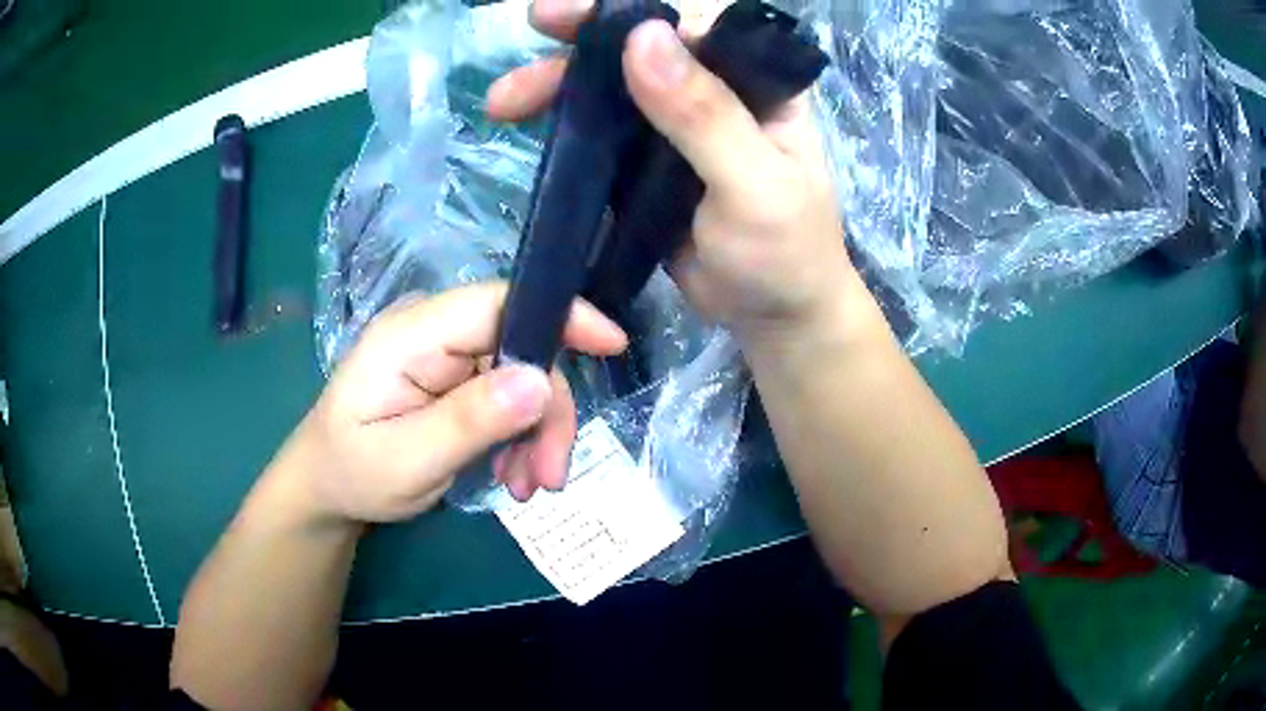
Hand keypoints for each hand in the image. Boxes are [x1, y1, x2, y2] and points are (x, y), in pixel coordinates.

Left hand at [272, 284, 627, 524]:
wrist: (327, 490)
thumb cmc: (353, 474)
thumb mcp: (407, 460)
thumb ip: (468, 420)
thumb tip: (540, 380)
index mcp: (410, 336)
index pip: (495, 303)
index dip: (558, 315)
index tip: (612, 344)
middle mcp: (432, 334)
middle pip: (520, 349)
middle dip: (546, 413)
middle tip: (550, 477)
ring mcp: (444, 358)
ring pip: (522, 379)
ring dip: (537, 434)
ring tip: (527, 487)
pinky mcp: (454, 382)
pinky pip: (508, 399)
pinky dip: (521, 439)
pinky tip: (513, 476)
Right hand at [487, 0, 859, 346]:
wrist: (774, 319)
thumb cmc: (785, 255)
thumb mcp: (755, 187)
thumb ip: (705, 115)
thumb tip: (643, 37)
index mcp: (758, 84)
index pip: (695, 24)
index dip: (633, 10)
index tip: (570, 13)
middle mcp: (717, 92)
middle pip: (645, 48)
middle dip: (584, 41)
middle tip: (529, 30)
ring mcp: (677, 127)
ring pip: (615, 88)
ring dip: (560, 86)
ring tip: (504, 102)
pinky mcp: (647, 164)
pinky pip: (602, 132)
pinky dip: (566, 126)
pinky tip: (529, 124)